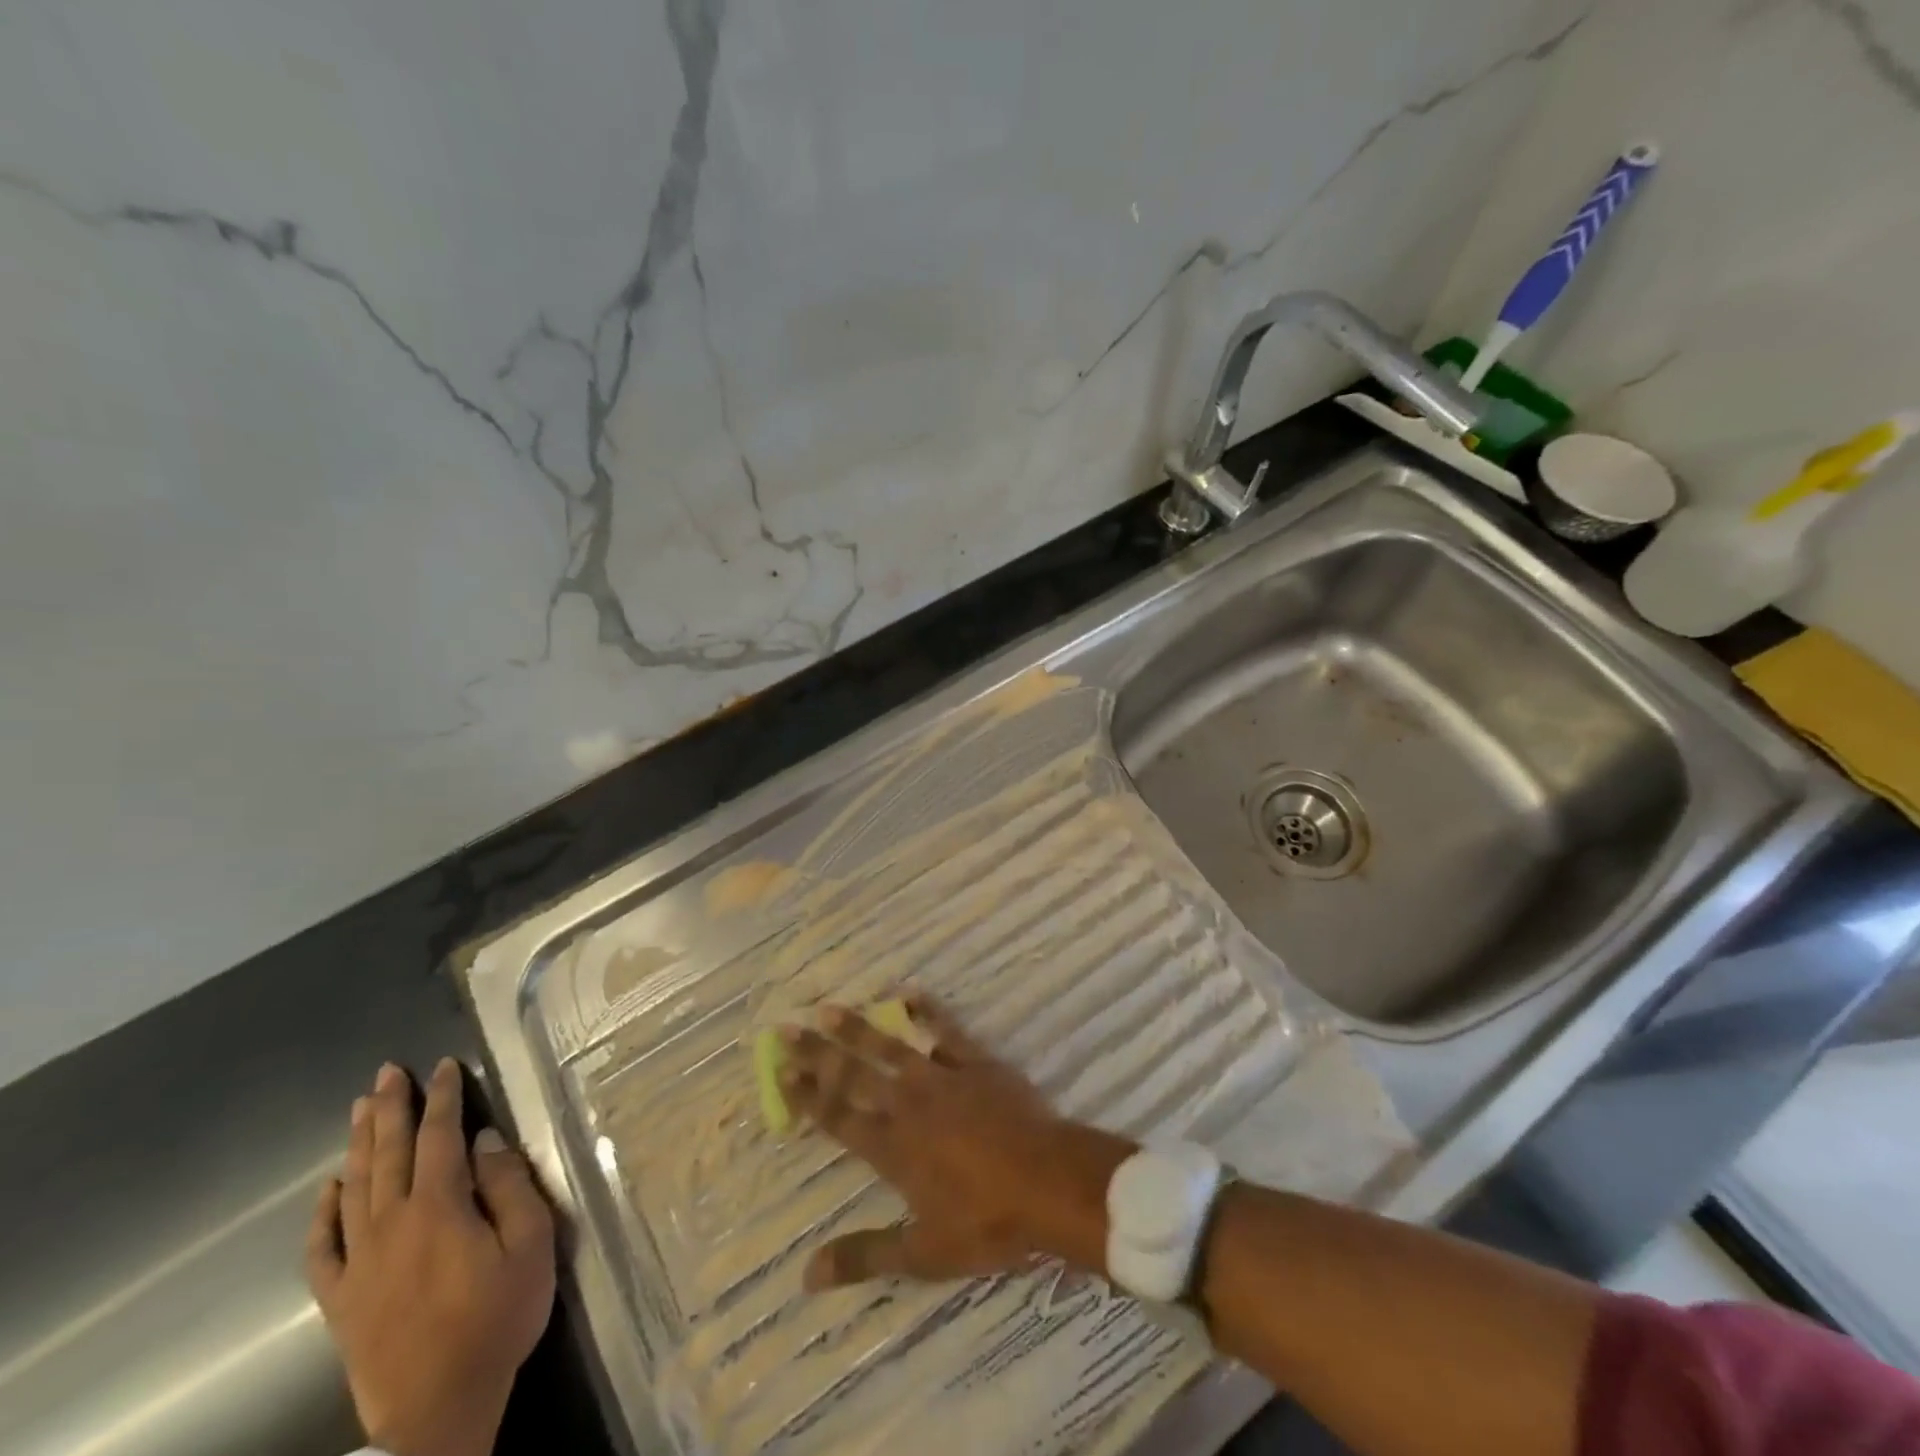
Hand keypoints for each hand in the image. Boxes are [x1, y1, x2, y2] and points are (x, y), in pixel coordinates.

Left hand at [306, 1059, 556, 1455]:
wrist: (438, 1409)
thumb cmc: (497, 1318)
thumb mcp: (531, 1244)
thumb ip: (509, 1187)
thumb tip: (485, 1141)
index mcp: (439, 1207)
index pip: (440, 1136)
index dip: (443, 1097)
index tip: (444, 1065)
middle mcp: (391, 1224)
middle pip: (389, 1153)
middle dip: (391, 1108)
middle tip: (388, 1071)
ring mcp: (359, 1262)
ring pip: (355, 1188)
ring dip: (360, 1144)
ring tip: (359, 1107)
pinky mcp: (340, 1299)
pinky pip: (322, 1249)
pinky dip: (322, 1214)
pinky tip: (329, 1190)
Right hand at [779, 995, 1131, 1288]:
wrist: (1050, 1183)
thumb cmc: (988, 1223)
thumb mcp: (924, 1253)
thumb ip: (865, 1256)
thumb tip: (806, 1274)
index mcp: (892, 1149)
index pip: (837, 1117)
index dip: (806, 1095)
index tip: (780, 1071)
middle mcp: (908, 1106)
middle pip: (853, 1076)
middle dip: (818, 1054)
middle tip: (786, 1029)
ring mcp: (943, 1079)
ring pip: (890, 1048)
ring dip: (858, 1028)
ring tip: (829, 1007)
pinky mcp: (976, 1063)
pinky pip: (945, 1030)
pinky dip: (926, 1011)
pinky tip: (908, 993)